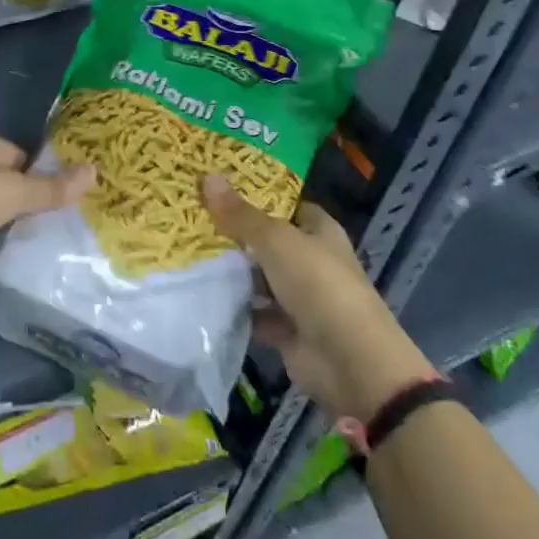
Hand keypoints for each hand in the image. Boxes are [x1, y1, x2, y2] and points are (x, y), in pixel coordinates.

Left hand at [0, 133, 94, 246]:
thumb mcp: (17, 192)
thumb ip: (53, 187)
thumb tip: (94, 171)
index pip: (21, 157)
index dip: (39, 176)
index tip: (57, 199)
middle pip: (3, 184)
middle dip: (20, 203)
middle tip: (45, 225)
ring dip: (0, 226)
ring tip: (26, 245)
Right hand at [203, 175, 435, 423]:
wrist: (349, 361)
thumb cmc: (318, 284)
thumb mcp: (276, 241)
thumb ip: (241, 215)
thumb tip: (208, 177)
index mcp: (319, 231)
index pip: (287, 205)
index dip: (258, 197)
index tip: (219, 189)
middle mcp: (311, 260)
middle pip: (269, 242)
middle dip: (235, 234)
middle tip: (192, 218)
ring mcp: (300, 297)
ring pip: (259, 279)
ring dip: (232, 273)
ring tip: (188, 254)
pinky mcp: (287, 330)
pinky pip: (255, 313)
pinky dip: (234, 308)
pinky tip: (202, 295)